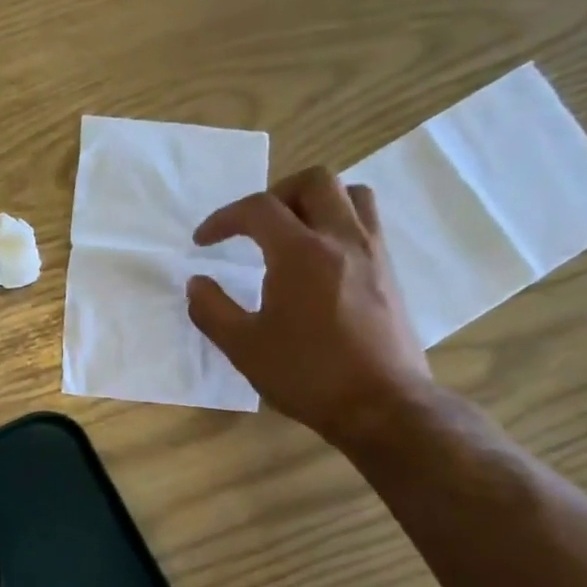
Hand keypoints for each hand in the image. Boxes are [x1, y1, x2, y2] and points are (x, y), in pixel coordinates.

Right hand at [186, 166, 429, 445]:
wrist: (381, 404)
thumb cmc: (306, 375)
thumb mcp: (243, 347)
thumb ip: (212, 309)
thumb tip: (196, 282)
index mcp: (301, 253)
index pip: (258, 208)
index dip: (223, 218)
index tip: (203, 242)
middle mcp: (342, 239)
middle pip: (314, 181)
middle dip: (274, 194)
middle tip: (253, 227)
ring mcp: (373, 252)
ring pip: (351, 194)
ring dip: (315, 201)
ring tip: (291, 233)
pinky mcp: (390, 272)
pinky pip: (366, 223)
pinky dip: (339, 222)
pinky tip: (320, 260)